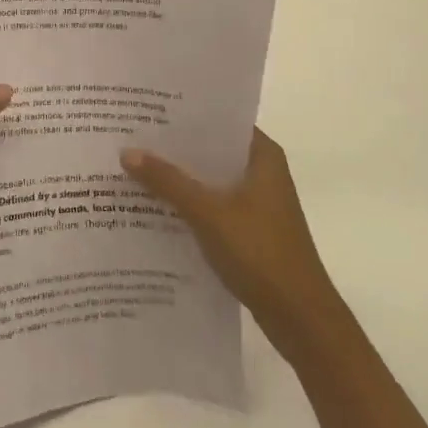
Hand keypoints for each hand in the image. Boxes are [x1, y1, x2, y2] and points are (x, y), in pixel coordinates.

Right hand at [121, 128, 333, 354]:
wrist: (300, 319)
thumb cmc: (261, 253)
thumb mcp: (208, 213)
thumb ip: (168, 181)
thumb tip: (127, 152)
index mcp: (262, 156)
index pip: (220, 121)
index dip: (185, 114)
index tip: (148, 108)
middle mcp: (262, 172)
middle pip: (211, 150)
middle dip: (174, 147)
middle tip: (131, 135)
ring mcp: (257, 203)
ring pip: (210, 180)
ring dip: (179, 178)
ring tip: (134, 167)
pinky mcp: (249, 230)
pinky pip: (212, 206)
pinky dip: (188, 204)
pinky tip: (154, 206)